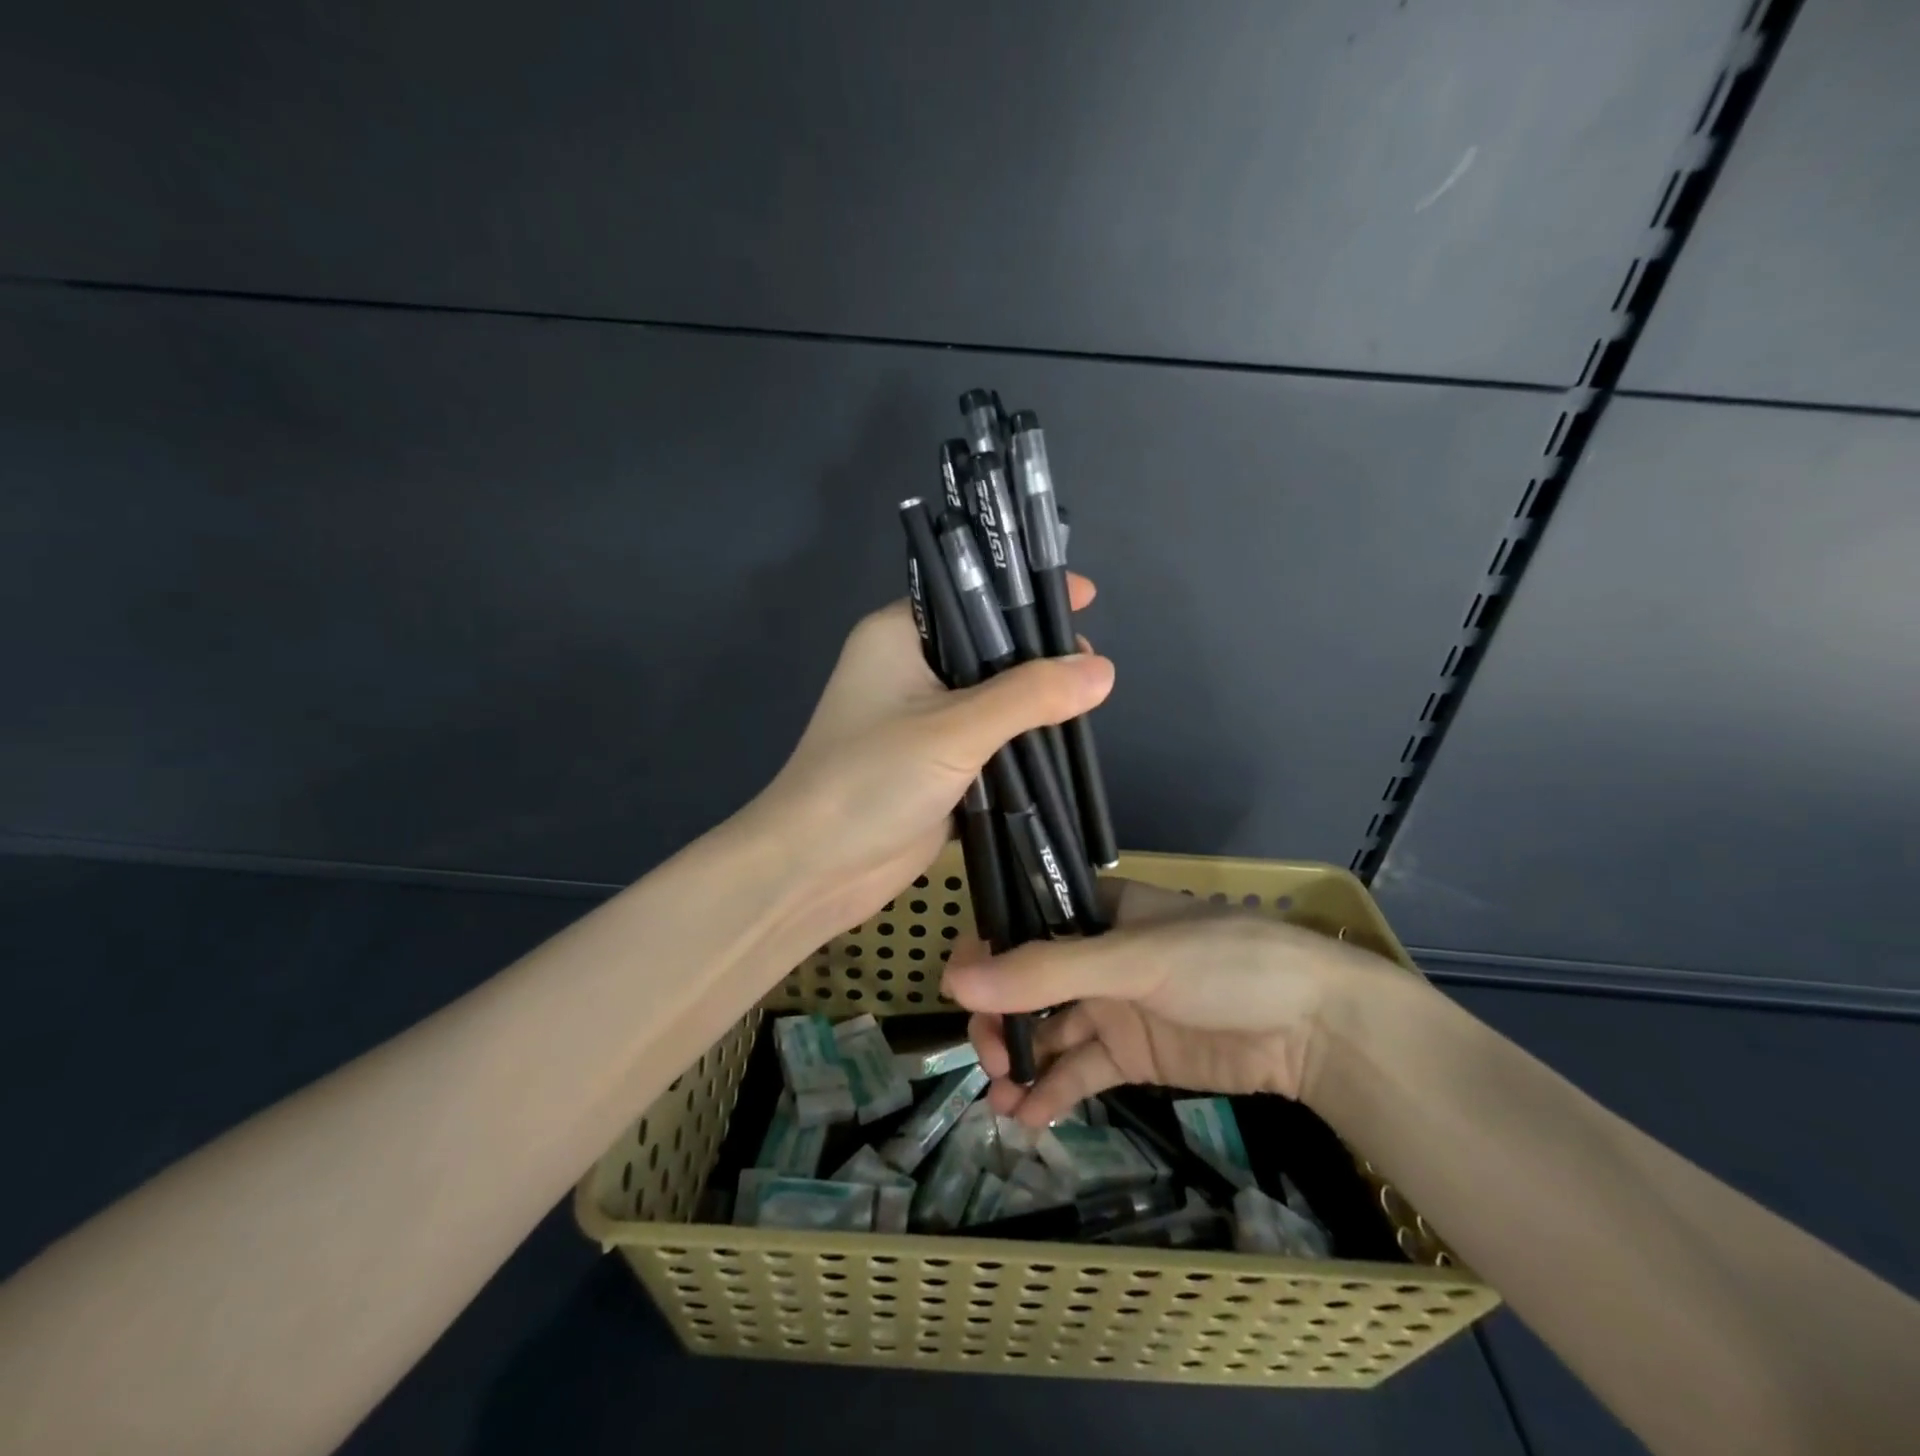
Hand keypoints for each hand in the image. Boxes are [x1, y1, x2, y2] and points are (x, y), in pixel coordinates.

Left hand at [747, 575, 1110, 948]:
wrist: (814, 869)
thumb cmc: (871, 780)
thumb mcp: (955, 729)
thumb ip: (1030, 696)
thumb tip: (1103, 670)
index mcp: (898, 637)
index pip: (970, 595)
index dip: (1025, 592)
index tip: (1086, 597)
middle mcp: (909, 670)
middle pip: (988, 647)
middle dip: (1039, 653)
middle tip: (1092, 664)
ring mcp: (922, 722)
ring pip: (993, 699)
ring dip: (1035, 703)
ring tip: (1090, 701)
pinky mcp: (935, 766)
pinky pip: (989, 743)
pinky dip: (1021, 744)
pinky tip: (1064, 744)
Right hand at [943, 878, 1396, 1125]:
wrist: (1315, 1028)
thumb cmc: (1222, 963)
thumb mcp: (1132, 959)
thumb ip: (1046, 971)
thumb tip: (954, 982)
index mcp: (1095, 912)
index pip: (1022, 926)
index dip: (986, 956)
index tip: (959, 993)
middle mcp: (1096, 956)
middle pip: (1026, 985)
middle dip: (1000, 1020)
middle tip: (988, 1057)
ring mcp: (1113, 1008)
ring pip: (1048, 1033)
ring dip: (1019, 1062)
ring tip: (999, 1097)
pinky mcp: (1132, 1056)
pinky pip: (1079, 1072)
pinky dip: (1052, 1093)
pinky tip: (1029, 1118)